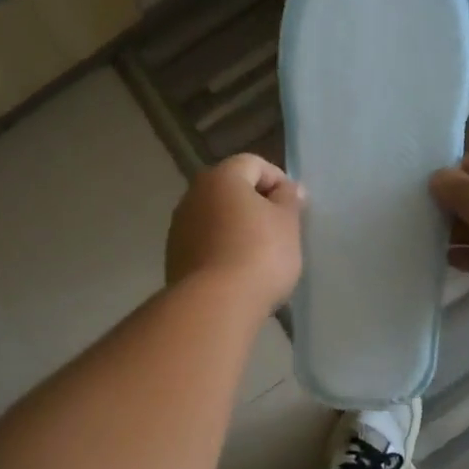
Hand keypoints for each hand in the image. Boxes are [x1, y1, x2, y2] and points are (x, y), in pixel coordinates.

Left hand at [166, 154, 304, 313]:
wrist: (214, 304)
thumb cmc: (259, 254)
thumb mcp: (287, 223)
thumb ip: (289, 199)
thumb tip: (287, 188)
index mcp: (221, 178)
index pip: (253, 163)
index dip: (278, 180)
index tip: (294, 207)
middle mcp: (193, 195)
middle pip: (230, 190)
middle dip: (256, 205)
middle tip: (280, 230)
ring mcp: (179, 228)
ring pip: (216, 219)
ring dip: (237, 229)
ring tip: (260, 256)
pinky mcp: (174, 258)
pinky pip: (205, 244)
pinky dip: (222, 250)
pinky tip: (238, 273)